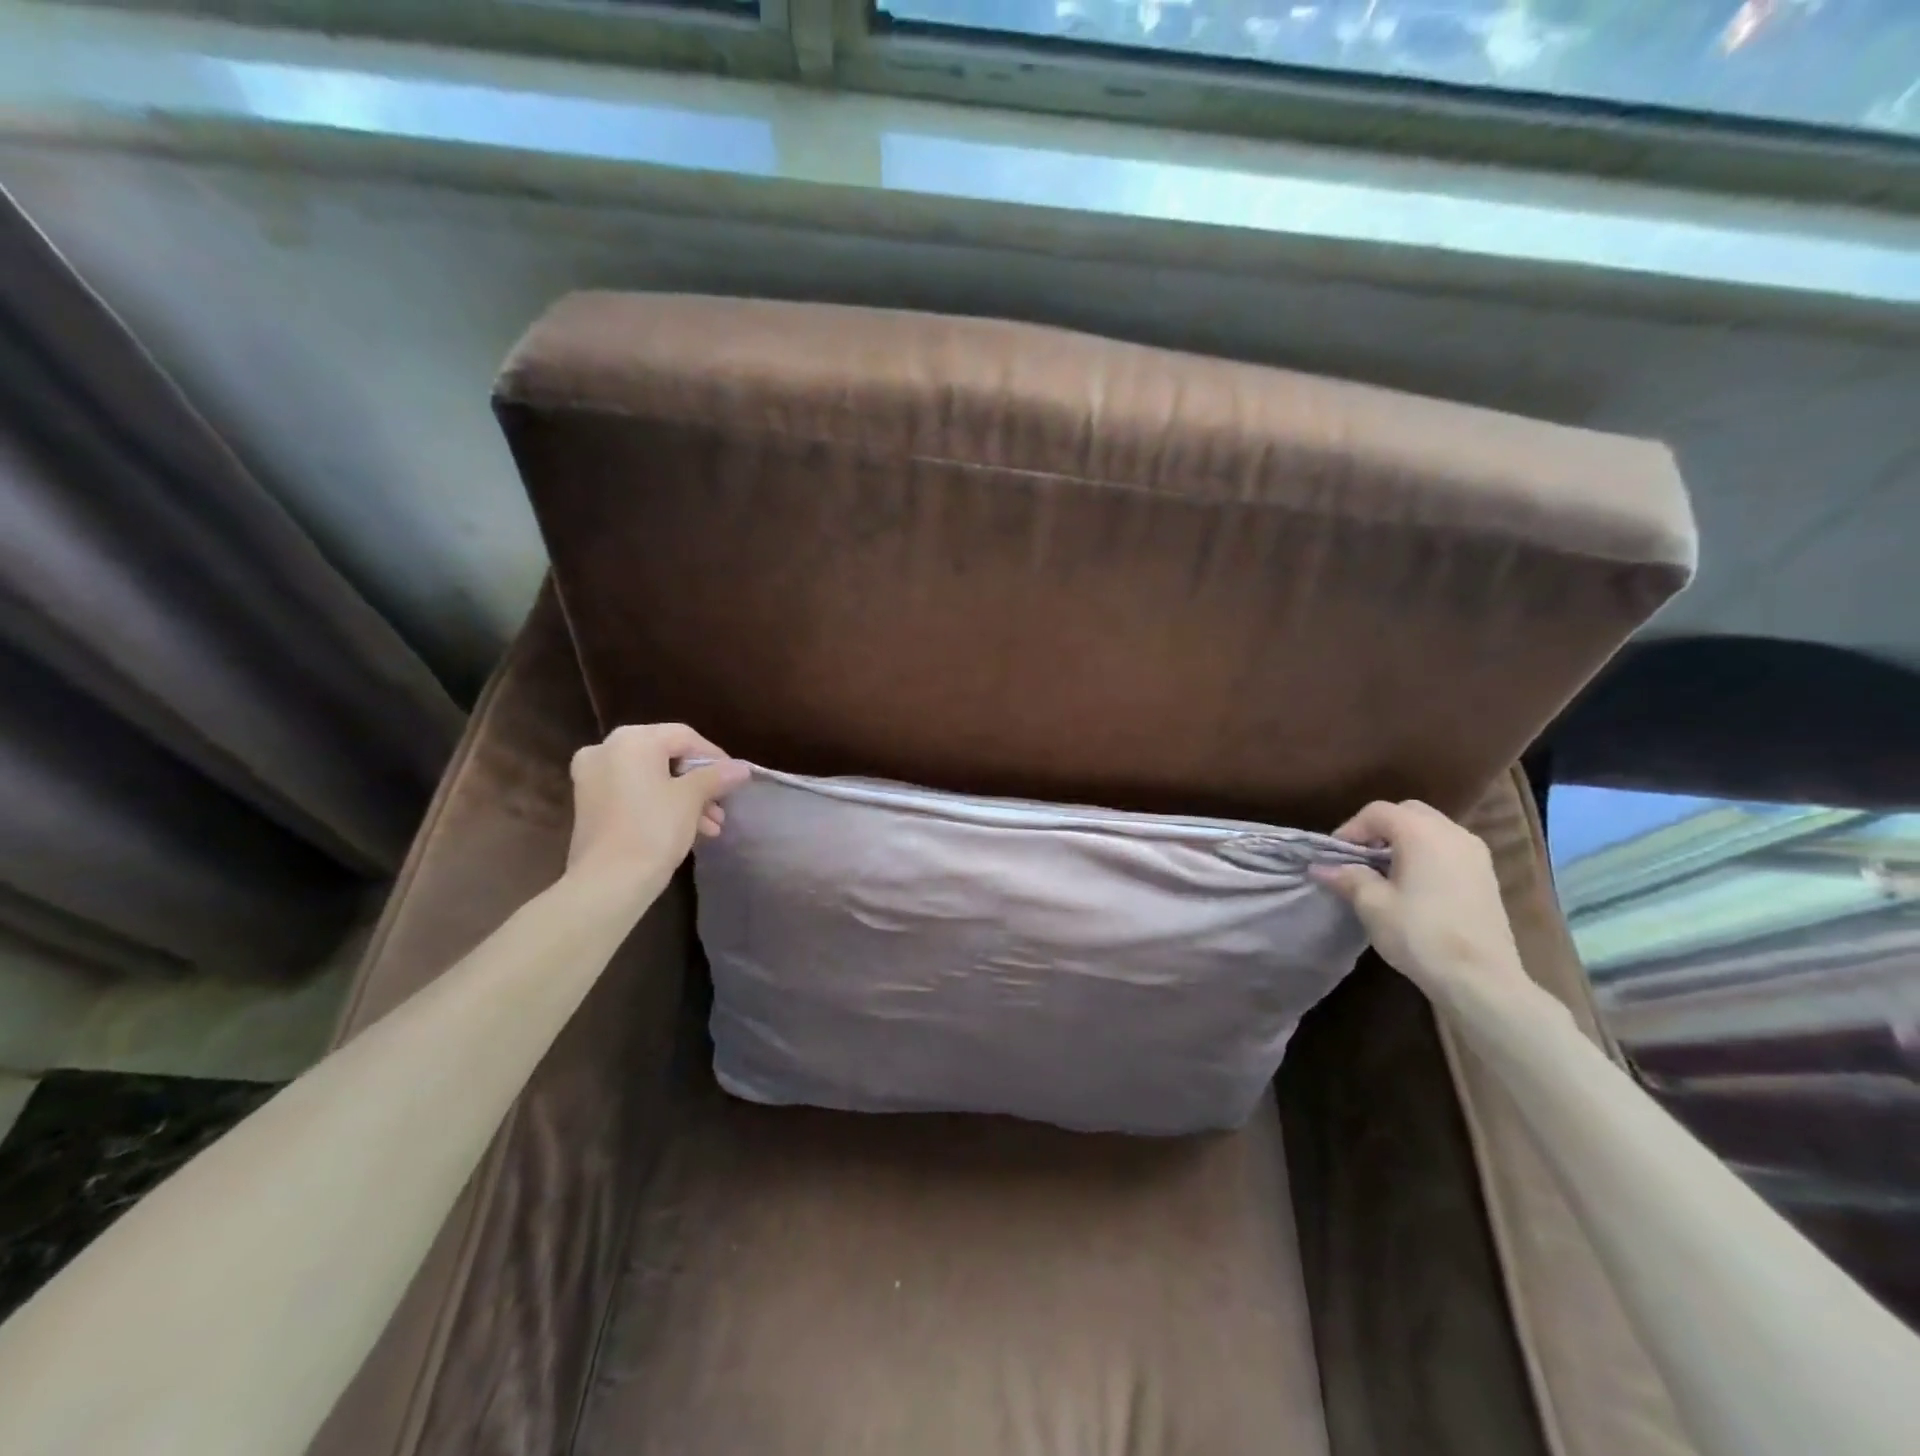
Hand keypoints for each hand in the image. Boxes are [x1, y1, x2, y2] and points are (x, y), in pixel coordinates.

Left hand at [566, 724, 750, 896]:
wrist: (607, 882)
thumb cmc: (653, 829)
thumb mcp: (691, 799)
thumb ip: (716, 776)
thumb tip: (741, 768)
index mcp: (631, 741)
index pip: (683, 736)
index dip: (714, 756)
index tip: (735, 779)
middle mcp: (606, 750)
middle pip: (666, 756)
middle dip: (699, 781)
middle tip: (722, 803)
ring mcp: (592, 777)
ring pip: (651, 777)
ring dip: (684, 797)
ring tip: (712, 824)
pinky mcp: (590, 803)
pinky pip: (634, 793)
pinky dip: (660, 804)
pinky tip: (688, 829)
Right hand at [1313, 800, 1532, 1008]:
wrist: (1481, 979)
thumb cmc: (1420, 934)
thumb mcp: (1372, 905)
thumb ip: (1348, 877)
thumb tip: (1321, 867)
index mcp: (1422, 833)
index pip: (1378, 812)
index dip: (1351, 829)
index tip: (1335, 857)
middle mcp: (1453, 833)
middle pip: (1408, 813)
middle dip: (1379, 829)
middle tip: (1360, 858)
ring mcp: (1476, 854)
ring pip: (1431, 829)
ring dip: (1404, 841)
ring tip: (1384, 872)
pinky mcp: (1487, 876)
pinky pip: (1448, 848)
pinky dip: (1426, 854)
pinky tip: (1413, 885)